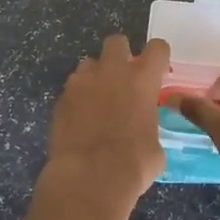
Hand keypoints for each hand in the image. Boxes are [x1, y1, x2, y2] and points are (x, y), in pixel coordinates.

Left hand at [40, 35, 170, 211]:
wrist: (89, 177)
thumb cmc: (133, 164)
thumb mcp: (155, 146)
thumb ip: (149, 126)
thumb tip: (143, 133)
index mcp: (142, 79)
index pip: (157, 48)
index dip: (159, 56)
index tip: (158, 70)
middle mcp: (111, 72)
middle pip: (116, 42)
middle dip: (121, 54)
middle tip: (123, 77)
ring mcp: (81, 83)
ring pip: (88, 64)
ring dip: (95, 77)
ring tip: (97, 101)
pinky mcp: (60, 99)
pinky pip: (71, 89)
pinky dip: (77, 99)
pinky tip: (80, 120)